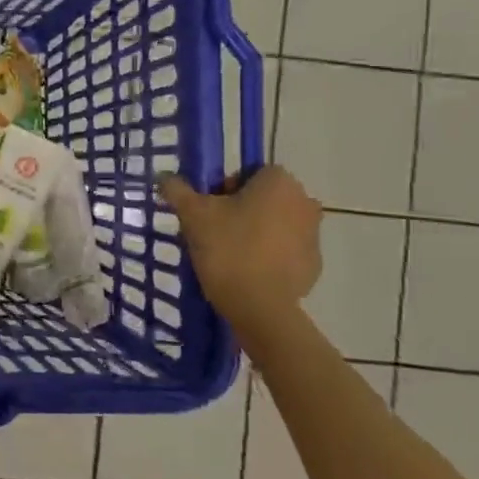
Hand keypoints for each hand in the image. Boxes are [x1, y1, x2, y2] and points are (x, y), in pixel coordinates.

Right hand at [160, 166, 322, 319]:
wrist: (258, 305)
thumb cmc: (227, 248)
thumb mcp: (192, 214)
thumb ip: (177, 190)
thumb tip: (164, 178)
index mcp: (279, 182)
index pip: (248, 173)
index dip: (224, 188)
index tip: (208, 209)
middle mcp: (304, 202)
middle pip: (263, 197)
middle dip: (240, 209)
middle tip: (214, 231)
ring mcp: (314, 234)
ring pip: (276, 223)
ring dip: (255, 231)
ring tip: (228, 253)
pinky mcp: (314, 263)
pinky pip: (286, 250)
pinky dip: (269, 255)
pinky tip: (247, 271)